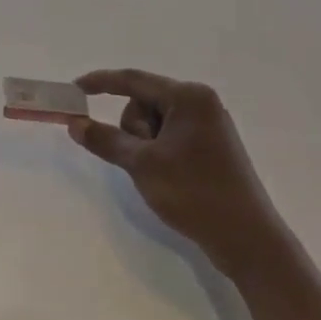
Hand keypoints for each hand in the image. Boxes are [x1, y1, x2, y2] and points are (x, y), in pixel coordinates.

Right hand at [68, 70, 284, 273]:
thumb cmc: (194, 192)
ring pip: (153, 122)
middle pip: (142, 102)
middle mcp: (200, 103)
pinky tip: (166, 176)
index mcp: (188, 97)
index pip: (132, 80)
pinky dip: (156, 150)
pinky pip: (169, 136)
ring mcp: (208, 125)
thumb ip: (104, 138)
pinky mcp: (210, 147)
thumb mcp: (141, 164)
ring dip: (144, 144)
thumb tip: (74, 123)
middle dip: (132, 128)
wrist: (247, 240)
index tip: (72, 90)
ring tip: (158, 173)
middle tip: (141, 159)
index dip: (99, 82)